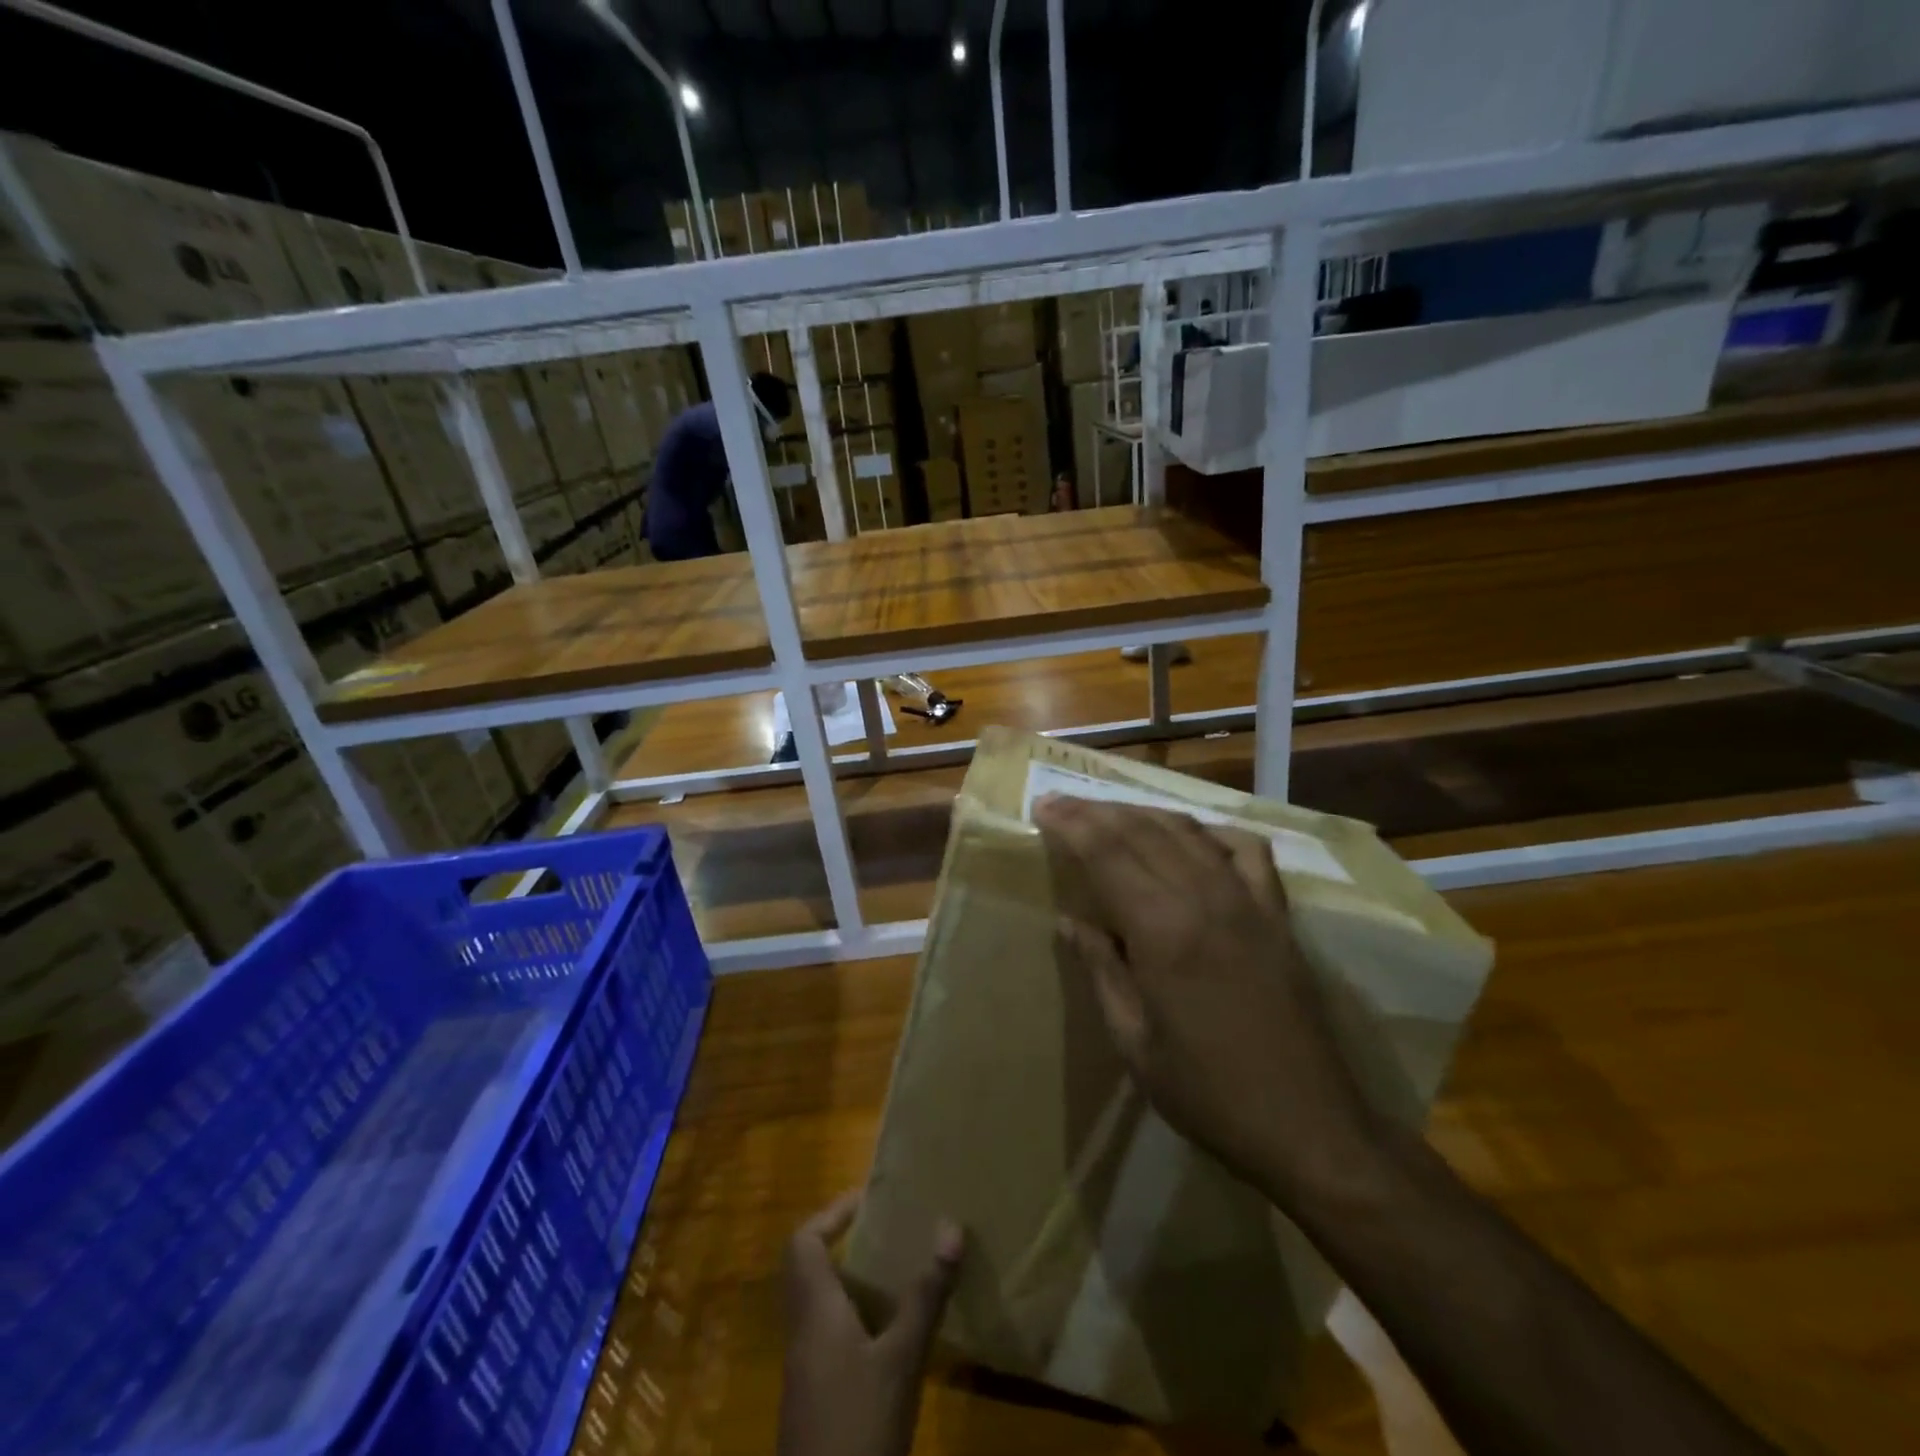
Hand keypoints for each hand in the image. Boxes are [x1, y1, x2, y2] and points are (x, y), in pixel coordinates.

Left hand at [777, 1192, 963, 1455]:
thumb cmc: (859, 1429)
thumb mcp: (902, 1360)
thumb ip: (925, 1295)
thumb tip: (951, 1227)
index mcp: (815, 1311)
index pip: (804, 1242)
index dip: (832, 1214)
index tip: (869, 1201)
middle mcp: (802, 1332)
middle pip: (807, 1268)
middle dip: (842, 1242)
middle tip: (884, 1230)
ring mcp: (804, 1370)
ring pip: (817, 1303)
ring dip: (849, 1281)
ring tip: (894, 1271)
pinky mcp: (813, 1399)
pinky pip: (826, 1335)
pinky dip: (852, 1319)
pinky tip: (889, 1334)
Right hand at [1035, 795, 1379, 1207]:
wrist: (1309, 1125)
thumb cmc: (1208, 1093)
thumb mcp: (1134, 1042)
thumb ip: (1102, 970)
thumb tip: (1071, 921)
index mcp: (1162, 930)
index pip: (1106, 852)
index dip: (1071, 824)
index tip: (1043, 805)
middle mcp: (1204, 898)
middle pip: (1141, 831)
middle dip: (1095, 811)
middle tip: (1062, 802)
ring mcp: (1248, 901)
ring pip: (1187, 831)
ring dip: (1143, 813)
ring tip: (1109, 812)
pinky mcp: (1278, 914)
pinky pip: (1246, 850)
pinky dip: (1212, 832)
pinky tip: (1192, 837)